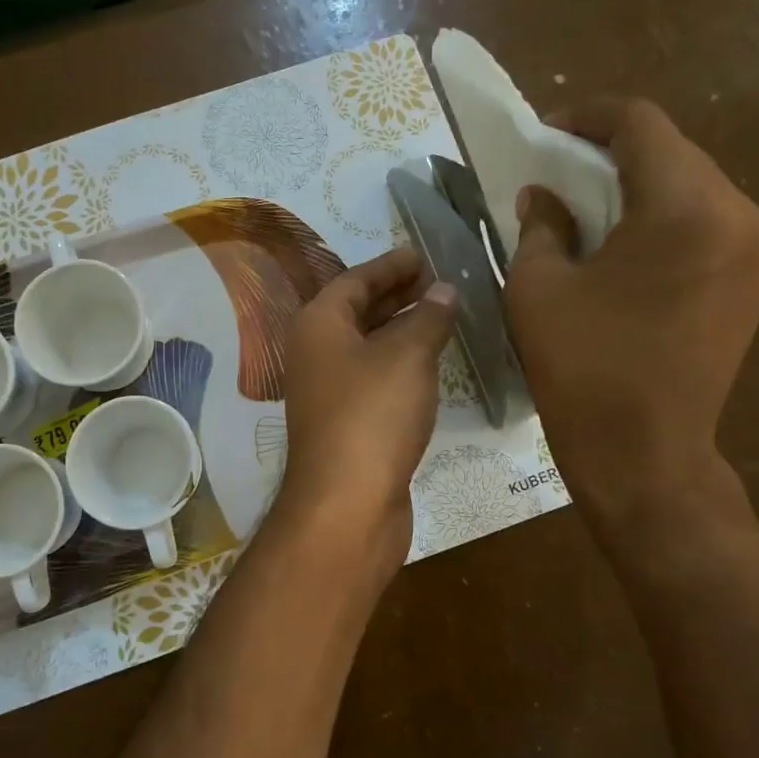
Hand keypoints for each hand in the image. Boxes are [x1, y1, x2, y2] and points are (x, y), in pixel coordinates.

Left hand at [277, 248, 457, 580]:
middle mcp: (315, 353)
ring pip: (366, 346)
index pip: (354, 279)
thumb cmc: (373, 414)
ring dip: (400, 328)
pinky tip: (429, 364)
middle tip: (437, 281)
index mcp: (318, 324)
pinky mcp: (346, 423)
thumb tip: (444, 289)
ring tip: (441, 314)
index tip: (423, 255)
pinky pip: (374, 376)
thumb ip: (428, 317)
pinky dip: (399, 362)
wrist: (347, 502)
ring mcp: (327, 391)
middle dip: (396, 294)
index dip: (390, 265)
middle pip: (356, 311)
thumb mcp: (407, 355)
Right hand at [505, 96, 758, 536]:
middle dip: (611, 153)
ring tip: (586, 211)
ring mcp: (754, 253)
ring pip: (691, 188)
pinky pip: (705, 227)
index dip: (587, 118)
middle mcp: (737, 215)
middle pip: (672, 152)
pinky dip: (662, 221)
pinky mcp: (752, 286)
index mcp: (685, 207)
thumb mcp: (539, 288)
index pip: (640, 125)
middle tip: (557, 175)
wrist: (645, 455)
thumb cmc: (583, 368)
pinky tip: (623, 250)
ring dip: (638, 187)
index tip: (545, 135)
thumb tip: (543, 196)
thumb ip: (541, 226)